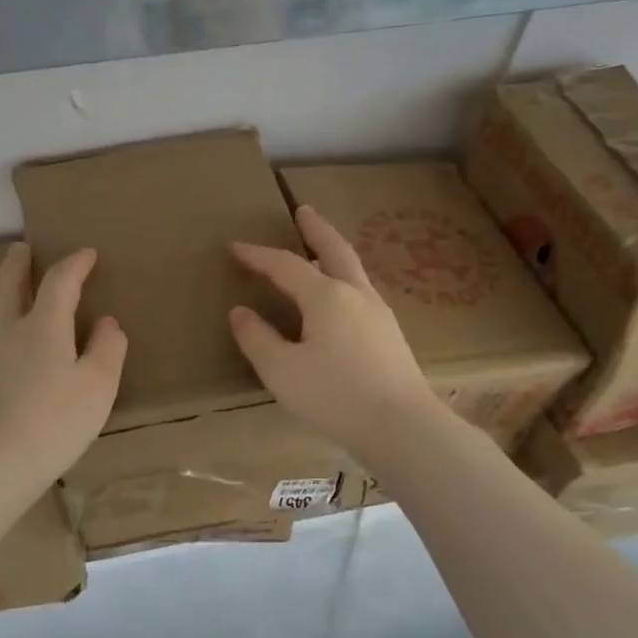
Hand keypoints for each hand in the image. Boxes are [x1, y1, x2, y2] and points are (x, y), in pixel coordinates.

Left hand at [0, 244, 126, 497]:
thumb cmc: (53, 421)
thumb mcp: (97, 386)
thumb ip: (107, 350)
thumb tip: (107, 323)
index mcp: (42, 327)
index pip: (60, 282)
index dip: (75, 264)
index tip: (87, 253)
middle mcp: (7, 334)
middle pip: (7, 286)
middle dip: (17, 264)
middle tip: (22, 249)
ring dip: (7, 297)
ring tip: (21, 300)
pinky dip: (7, 335)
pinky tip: (16, 356)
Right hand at [229, 205, 439, 456]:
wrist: (402, 426)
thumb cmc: (335, 396)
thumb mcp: (282, 371)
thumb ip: (257, 339)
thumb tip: (240, 312)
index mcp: (327, 297)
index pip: (286, 265)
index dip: (259, 255)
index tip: (236, 248)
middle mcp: (357, 295)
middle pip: (335, 251)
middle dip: (316, 229)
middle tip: (303, 211)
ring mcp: (379, 314)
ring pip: (353, 271)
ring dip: (333, 254)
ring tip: (319, 253)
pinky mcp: (390, 336)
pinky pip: (361, 294)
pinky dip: (344, 281)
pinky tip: (340, 301)